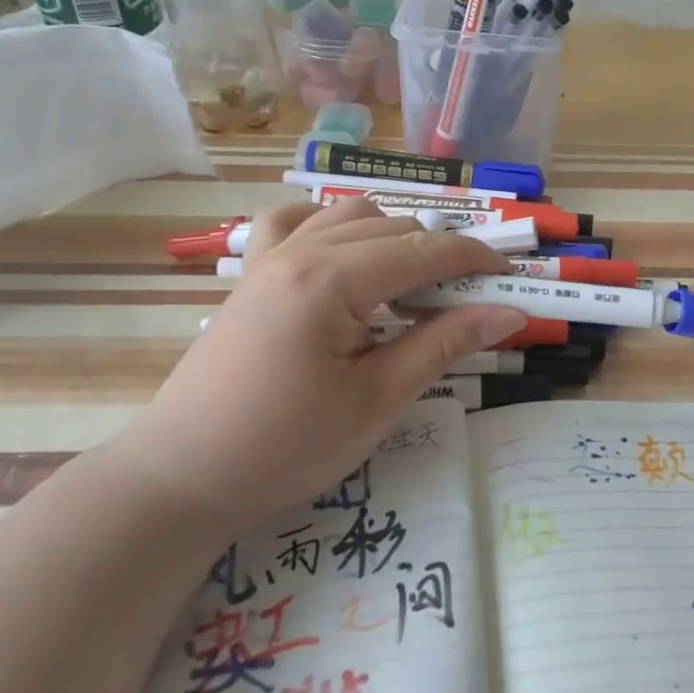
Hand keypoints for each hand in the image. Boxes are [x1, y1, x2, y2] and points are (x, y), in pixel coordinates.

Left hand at [108, 200, 524, 538]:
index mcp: (334, 280)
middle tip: (462, 309)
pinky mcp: (252, 273)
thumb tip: (508, 313)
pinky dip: (332, 226)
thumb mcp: (377, 401)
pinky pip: (297, 221)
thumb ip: (444, 345)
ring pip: (352, 215)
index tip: (511, 284)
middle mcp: (303, 250)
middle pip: (396, 227)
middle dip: (441, 257)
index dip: (478, 261)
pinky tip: (343, 259)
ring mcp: (271, 256)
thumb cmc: (285, 448)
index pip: (427, 250)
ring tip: (407, 292)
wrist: (182, 477)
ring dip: (393, 240)